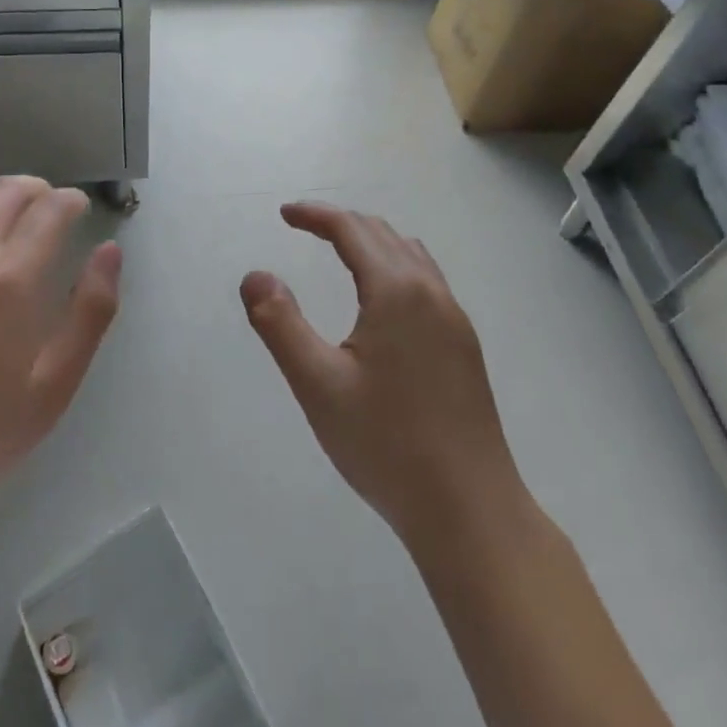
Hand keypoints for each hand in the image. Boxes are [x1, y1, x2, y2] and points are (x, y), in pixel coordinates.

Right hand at [241, 202, 522, 542]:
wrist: (471, 512)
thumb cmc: (388, 446)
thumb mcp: (318, 385)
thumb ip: (280, 324)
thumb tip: (254, 276)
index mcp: (396, 291)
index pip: (351, 229)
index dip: (315, 215)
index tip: (284, 214)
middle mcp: (431, 292)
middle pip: (382, 234)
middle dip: (340, 223)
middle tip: (303, 227)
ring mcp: (455, 319)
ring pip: (410, 255)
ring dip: (372, 240)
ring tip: (340, 252)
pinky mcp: (465, 346)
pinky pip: (427, 280)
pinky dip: (395, 265)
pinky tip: (383, 300)